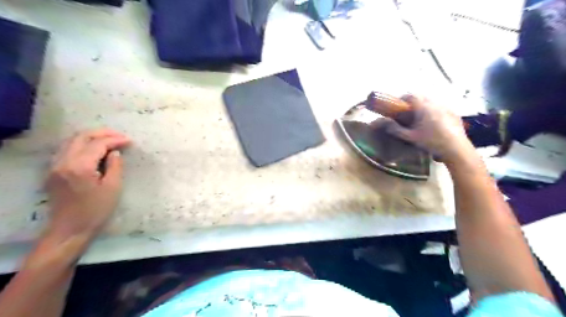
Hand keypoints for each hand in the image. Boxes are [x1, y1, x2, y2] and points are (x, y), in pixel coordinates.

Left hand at [45, 130, 130, 238]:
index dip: (115, 140)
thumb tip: (115, 153)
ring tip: (109, 140)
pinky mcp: (53, 171)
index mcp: (80, 167)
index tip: (130, 141)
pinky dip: (82, 144)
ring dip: (91, 137)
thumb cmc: (96, 210)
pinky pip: (67, 149)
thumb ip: (115, 166)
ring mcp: (55, 166)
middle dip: (102, 133)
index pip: (98, 144)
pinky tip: (94, 149)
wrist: (69, 229)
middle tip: (120, 136)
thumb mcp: (113, 188)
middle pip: (81, 137)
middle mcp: (63, 162)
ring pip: (71, 141)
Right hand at [385, 95, 474, 163]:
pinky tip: (433, 122)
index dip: (402, 98)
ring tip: (420, 117)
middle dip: (413, 101)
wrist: (455, 148)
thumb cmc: (431, 141)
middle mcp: (435, 104)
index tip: (397, 104)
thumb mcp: (410, 137)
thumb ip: (397, 130)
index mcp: (423, 107)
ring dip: (423, 105)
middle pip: (421, 96)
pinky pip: (440, 107)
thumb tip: (386, 124)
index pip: (411, 95)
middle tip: (407, 111)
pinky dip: (434, 111)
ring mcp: (446, 107)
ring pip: (431, 101)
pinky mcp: (453, 113)